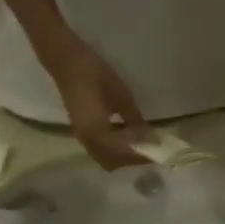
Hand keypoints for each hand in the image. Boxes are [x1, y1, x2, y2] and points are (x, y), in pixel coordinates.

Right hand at [43, 35, 152, 169]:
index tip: (158, 151)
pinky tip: (126, 136)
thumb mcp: (121, 96)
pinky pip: (100, 150)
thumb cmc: (95, 74)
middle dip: (132, 159)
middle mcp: (88, 140)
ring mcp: (82, 137)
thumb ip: (134, 120)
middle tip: (150, 149)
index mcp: (97, 132)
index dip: (141, 154)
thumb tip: (148, 138)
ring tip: (140, 143)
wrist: (67, 61)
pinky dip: (114, 150)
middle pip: (113, 161)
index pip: (123, 153)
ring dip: (123, 156)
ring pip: (105, 158)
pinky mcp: (81, 132)